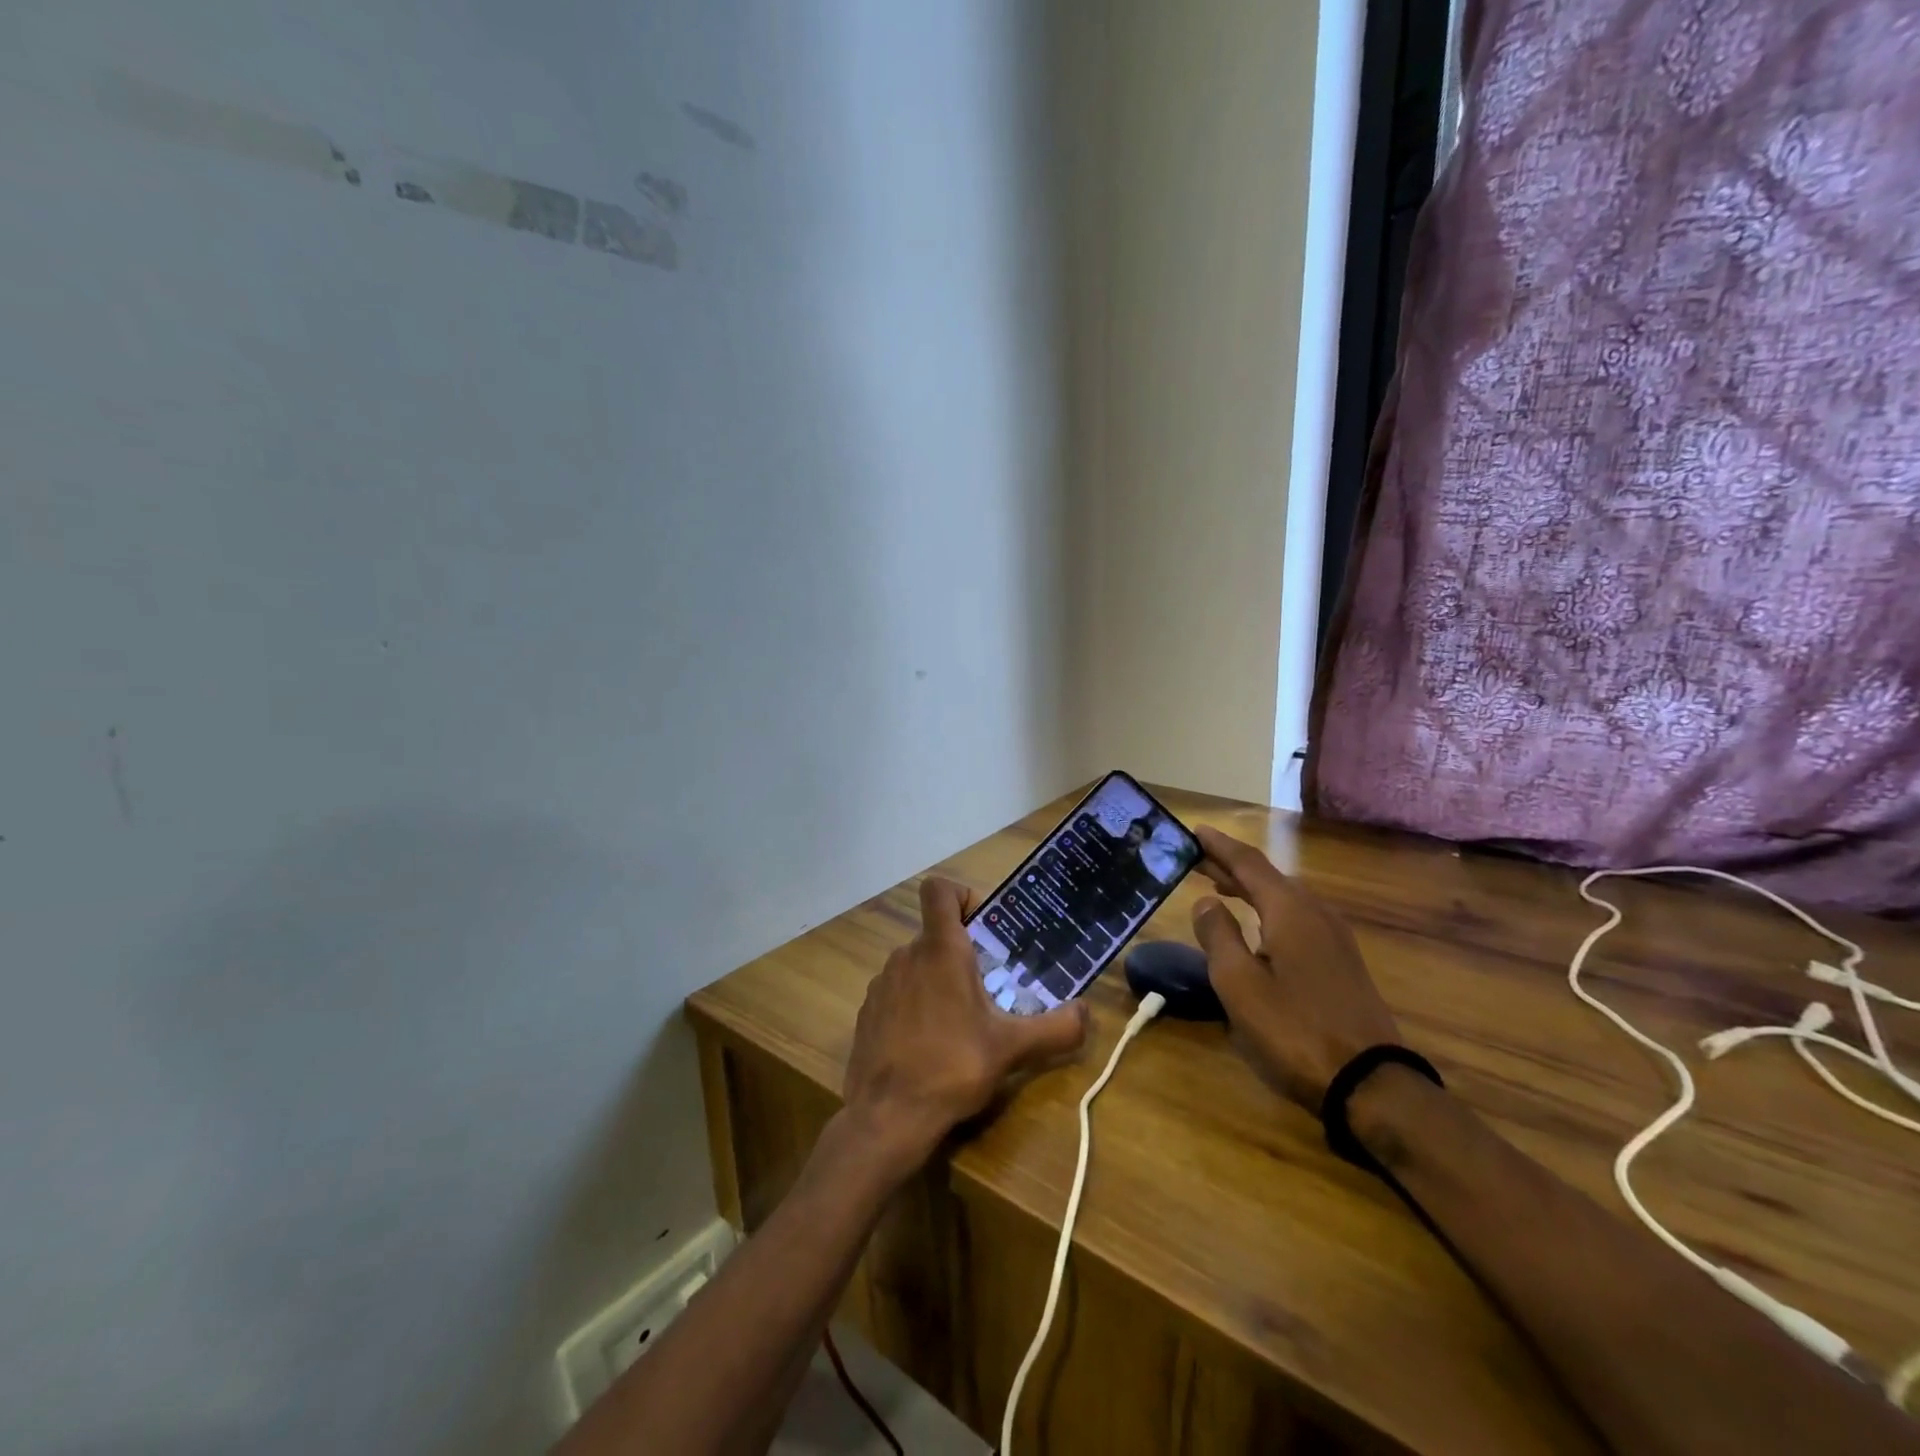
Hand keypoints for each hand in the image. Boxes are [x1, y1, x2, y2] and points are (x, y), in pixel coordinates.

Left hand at [843, 876, 1089, 1172]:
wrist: (886, 1116)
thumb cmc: (952, 1067)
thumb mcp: (1012, 1049)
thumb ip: (1056, 1028)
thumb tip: (1087, 1012)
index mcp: (941, 950)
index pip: (939, 890)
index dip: (961, 895)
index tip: (984, 926)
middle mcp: (906, 955)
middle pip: (936, 934)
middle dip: (963, 953)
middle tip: (989, 987)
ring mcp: (882, 983)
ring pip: (916, 963)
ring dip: (938, 980)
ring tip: (960, 1020)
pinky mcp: (868, 1011)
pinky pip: (897, 991)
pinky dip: (914, 1004)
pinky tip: (929, 1042)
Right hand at [1190, 826, 1399, 1113]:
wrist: (1370, 1082)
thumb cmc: (1294, 1029)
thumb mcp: (1239, 984)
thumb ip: (1218, 935)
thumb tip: (1206, 902)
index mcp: (1290, 911)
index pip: (1248, 863)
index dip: (1219, 846)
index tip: (1194, 830)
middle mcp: (1315, 913)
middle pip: (1268, 877)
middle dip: (1231, 865)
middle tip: (1196, 858)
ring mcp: (1334, 937)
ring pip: (1284, 897)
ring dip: (1250, 887)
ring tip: (1219, 886)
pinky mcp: (1341, 961)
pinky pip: (1297, 917)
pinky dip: (1268, 908)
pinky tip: (1257, 927)